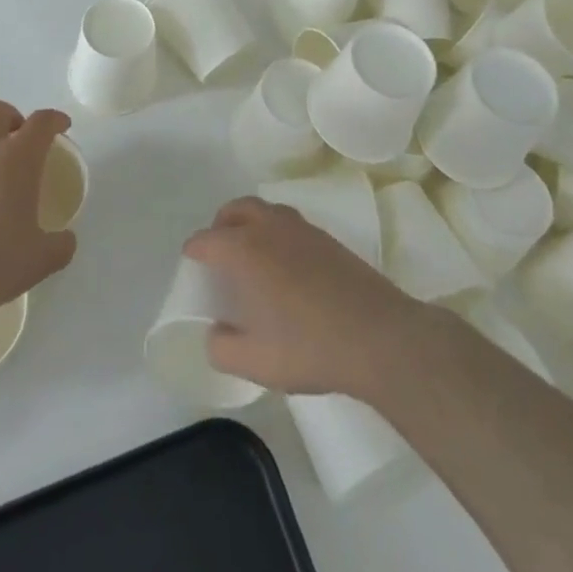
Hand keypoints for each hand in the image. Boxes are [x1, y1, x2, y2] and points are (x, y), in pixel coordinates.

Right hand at [184, 197, 443, 400]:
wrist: (379, 336)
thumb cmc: (310, 347)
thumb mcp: (255, 362)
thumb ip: (222, 348)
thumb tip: (215, 334)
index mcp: (244, 249)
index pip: (205, 240)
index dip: (193, 254)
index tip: (193, 272)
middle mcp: (268, 227)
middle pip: (234, 210)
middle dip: (220, 227)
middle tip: (219, 256)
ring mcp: (301, 228)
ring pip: (264, 210)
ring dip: (249, 224)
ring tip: (252, 258)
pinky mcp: (327, 238)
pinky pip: (288, 223)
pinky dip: (275, 233)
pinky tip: (286, 267)